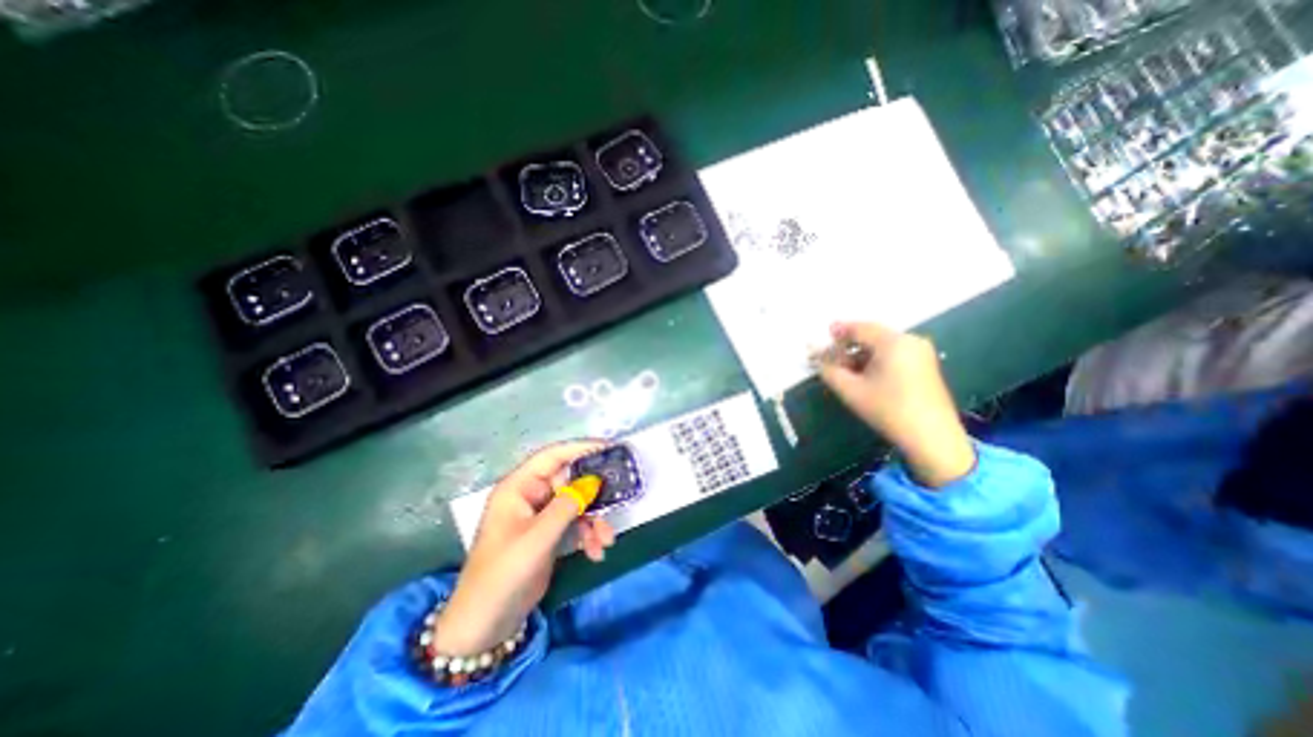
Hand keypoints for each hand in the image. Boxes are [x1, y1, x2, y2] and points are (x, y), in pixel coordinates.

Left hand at [432, 444, 616, 654]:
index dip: (581, 448)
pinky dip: (588, 535)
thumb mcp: (538, 537)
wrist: (485, 625)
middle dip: (594, 494)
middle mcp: (530, 496)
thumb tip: (594, 481)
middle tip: (618, 497)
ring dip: (594, 520)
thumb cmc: (504, 573)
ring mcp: (540, 516)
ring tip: (607, 540)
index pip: (553, 456)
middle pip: (569, 481)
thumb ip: (568, 506)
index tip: (610, 448)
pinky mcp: (548, 535)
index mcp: (518, 487)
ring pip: (576, 504)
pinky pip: (575, 524)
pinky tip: (596, 552)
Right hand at [818, 322, 972, 489]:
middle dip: (848, 345)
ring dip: (861, 354)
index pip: (859, 328)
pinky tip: (865, 375)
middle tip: (830, 359)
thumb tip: (816, 357)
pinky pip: (894, 353)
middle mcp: (910, 340)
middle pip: (871, 335)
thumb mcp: (851, 390)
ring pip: (882, 345)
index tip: (821, 338)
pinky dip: (876, 360)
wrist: (931, 437)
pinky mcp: (925, 365)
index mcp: (893, 342)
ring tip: (845, 370)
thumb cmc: (888, 409)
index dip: (838, 331)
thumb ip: (828, 369)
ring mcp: (921, 352)